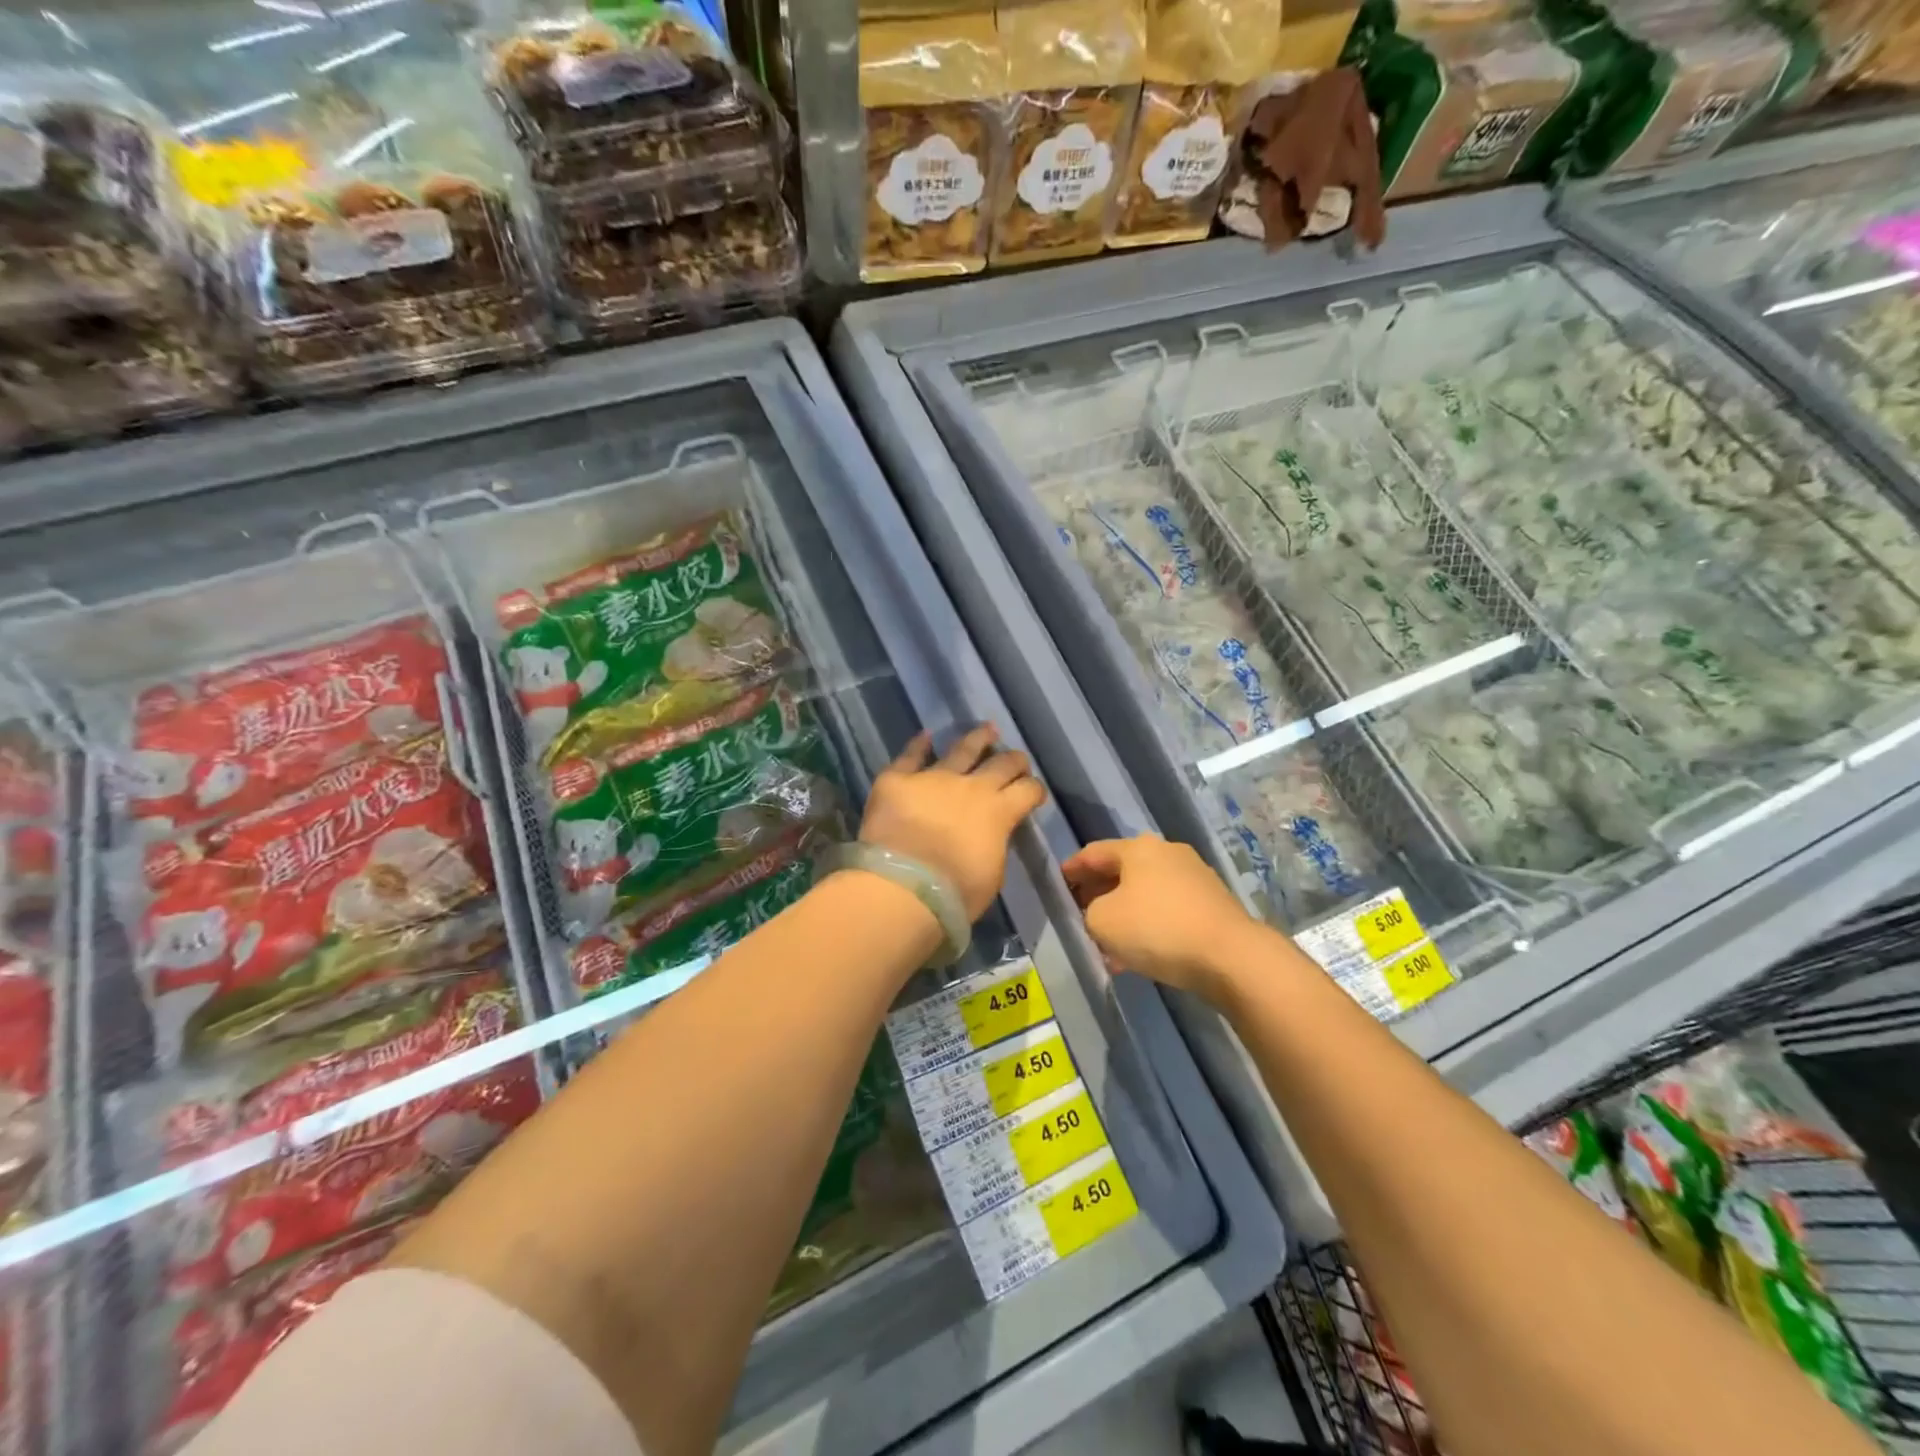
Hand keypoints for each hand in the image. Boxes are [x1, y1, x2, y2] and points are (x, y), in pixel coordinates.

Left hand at [859, 725, 1046, 920]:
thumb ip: (994, 846)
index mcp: (999, 813)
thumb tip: (990, 836)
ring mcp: (933, 778)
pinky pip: (910, 756)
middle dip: (1013, 760)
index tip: (1035, 793)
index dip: (1035, 790)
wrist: (904, 887)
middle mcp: (971, 787)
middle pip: (1001, 763)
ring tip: (988, 729)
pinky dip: (918, 745)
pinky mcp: (897, 780)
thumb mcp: (991, 875)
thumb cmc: (955, 894)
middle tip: (1017, 759)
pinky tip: (924, 735)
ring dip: (978, 739)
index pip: (1028, 791)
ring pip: (961, 749)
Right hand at [1062, 835, 1264, 1000]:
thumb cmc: (1157, 929)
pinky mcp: (1212, 905)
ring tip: (1107, 943)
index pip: (1094, 853)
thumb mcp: (1102, 921)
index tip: (1058, 884)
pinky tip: (1137, 955)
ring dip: (1124, 914)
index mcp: (1138, 848)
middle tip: (1080, 914)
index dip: (1072, 869)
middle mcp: (1167, 853)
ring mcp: (1194, 878)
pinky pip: (1167, 911)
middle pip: (1122, 871)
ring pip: (1145, 894)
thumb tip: (1103, 913)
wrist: (1231, 957)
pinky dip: (1148, 926)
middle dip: (1098, 893)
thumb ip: (1089, 911)